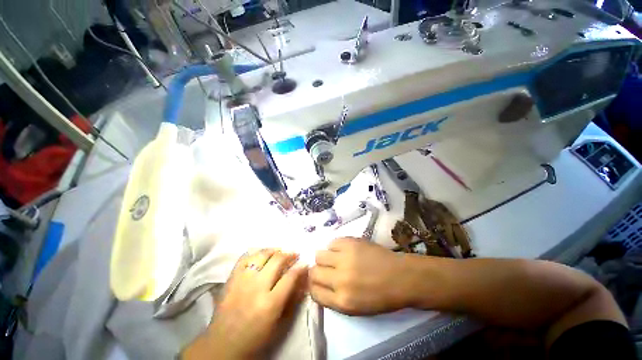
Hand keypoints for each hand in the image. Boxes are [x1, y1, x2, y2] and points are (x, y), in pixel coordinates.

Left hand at [182, 249, 307, 359]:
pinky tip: (261, 254)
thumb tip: (303, 280)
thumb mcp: (279, 325)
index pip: (290, 277)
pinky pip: (244, 257)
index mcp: (270, 303)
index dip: (300, 267)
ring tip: (280, 251)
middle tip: (294, 254)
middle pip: (277, 260)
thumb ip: (293, 300)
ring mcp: (242, 281)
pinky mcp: (230, 278)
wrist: (222, 345)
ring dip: (274, 250)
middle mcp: (256, 287)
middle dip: (289, 254)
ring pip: (261, 254)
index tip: (305, 262)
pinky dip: (256, 253)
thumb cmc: (255, 339)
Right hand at [309, 237, 416, 314]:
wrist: (401, 277)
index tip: (318, 282)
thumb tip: (319, 284)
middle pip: (314, 272)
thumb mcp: (356, 308)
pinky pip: (332, 242)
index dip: (314, 286)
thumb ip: (334, 298)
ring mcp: (345, 258)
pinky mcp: (350, 243)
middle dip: (317, 271)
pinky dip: (335, 246)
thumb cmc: (381, 296)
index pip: (314, 292)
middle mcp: (340, 280)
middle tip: (326, 269)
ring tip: (335, 258)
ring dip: (325, 257)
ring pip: (319, 254)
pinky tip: (343, 250)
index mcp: (342, 301)